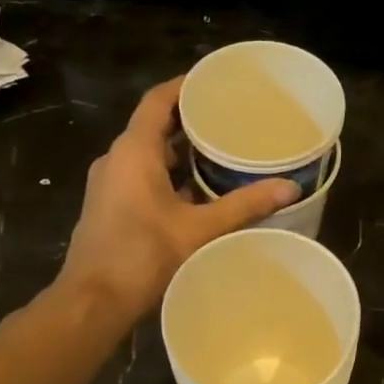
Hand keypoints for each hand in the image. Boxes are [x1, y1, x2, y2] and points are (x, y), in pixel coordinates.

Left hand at [57, 78, 298, 318]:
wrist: (93, 301)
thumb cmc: (142, 255)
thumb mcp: (199, 229)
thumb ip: (245, 205)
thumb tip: (291, 187)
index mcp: (134, 152)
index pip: (158, 101)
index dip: (185, 86)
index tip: (215, 82)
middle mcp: (117, 159)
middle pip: (154, 125)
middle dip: (190, 120)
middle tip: (230, 118)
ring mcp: (110, 183)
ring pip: (149, 153)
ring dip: (181, 150)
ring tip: (221, 151)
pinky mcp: (110, 205)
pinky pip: (142, 175)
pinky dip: (170, 173)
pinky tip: (199, 190)